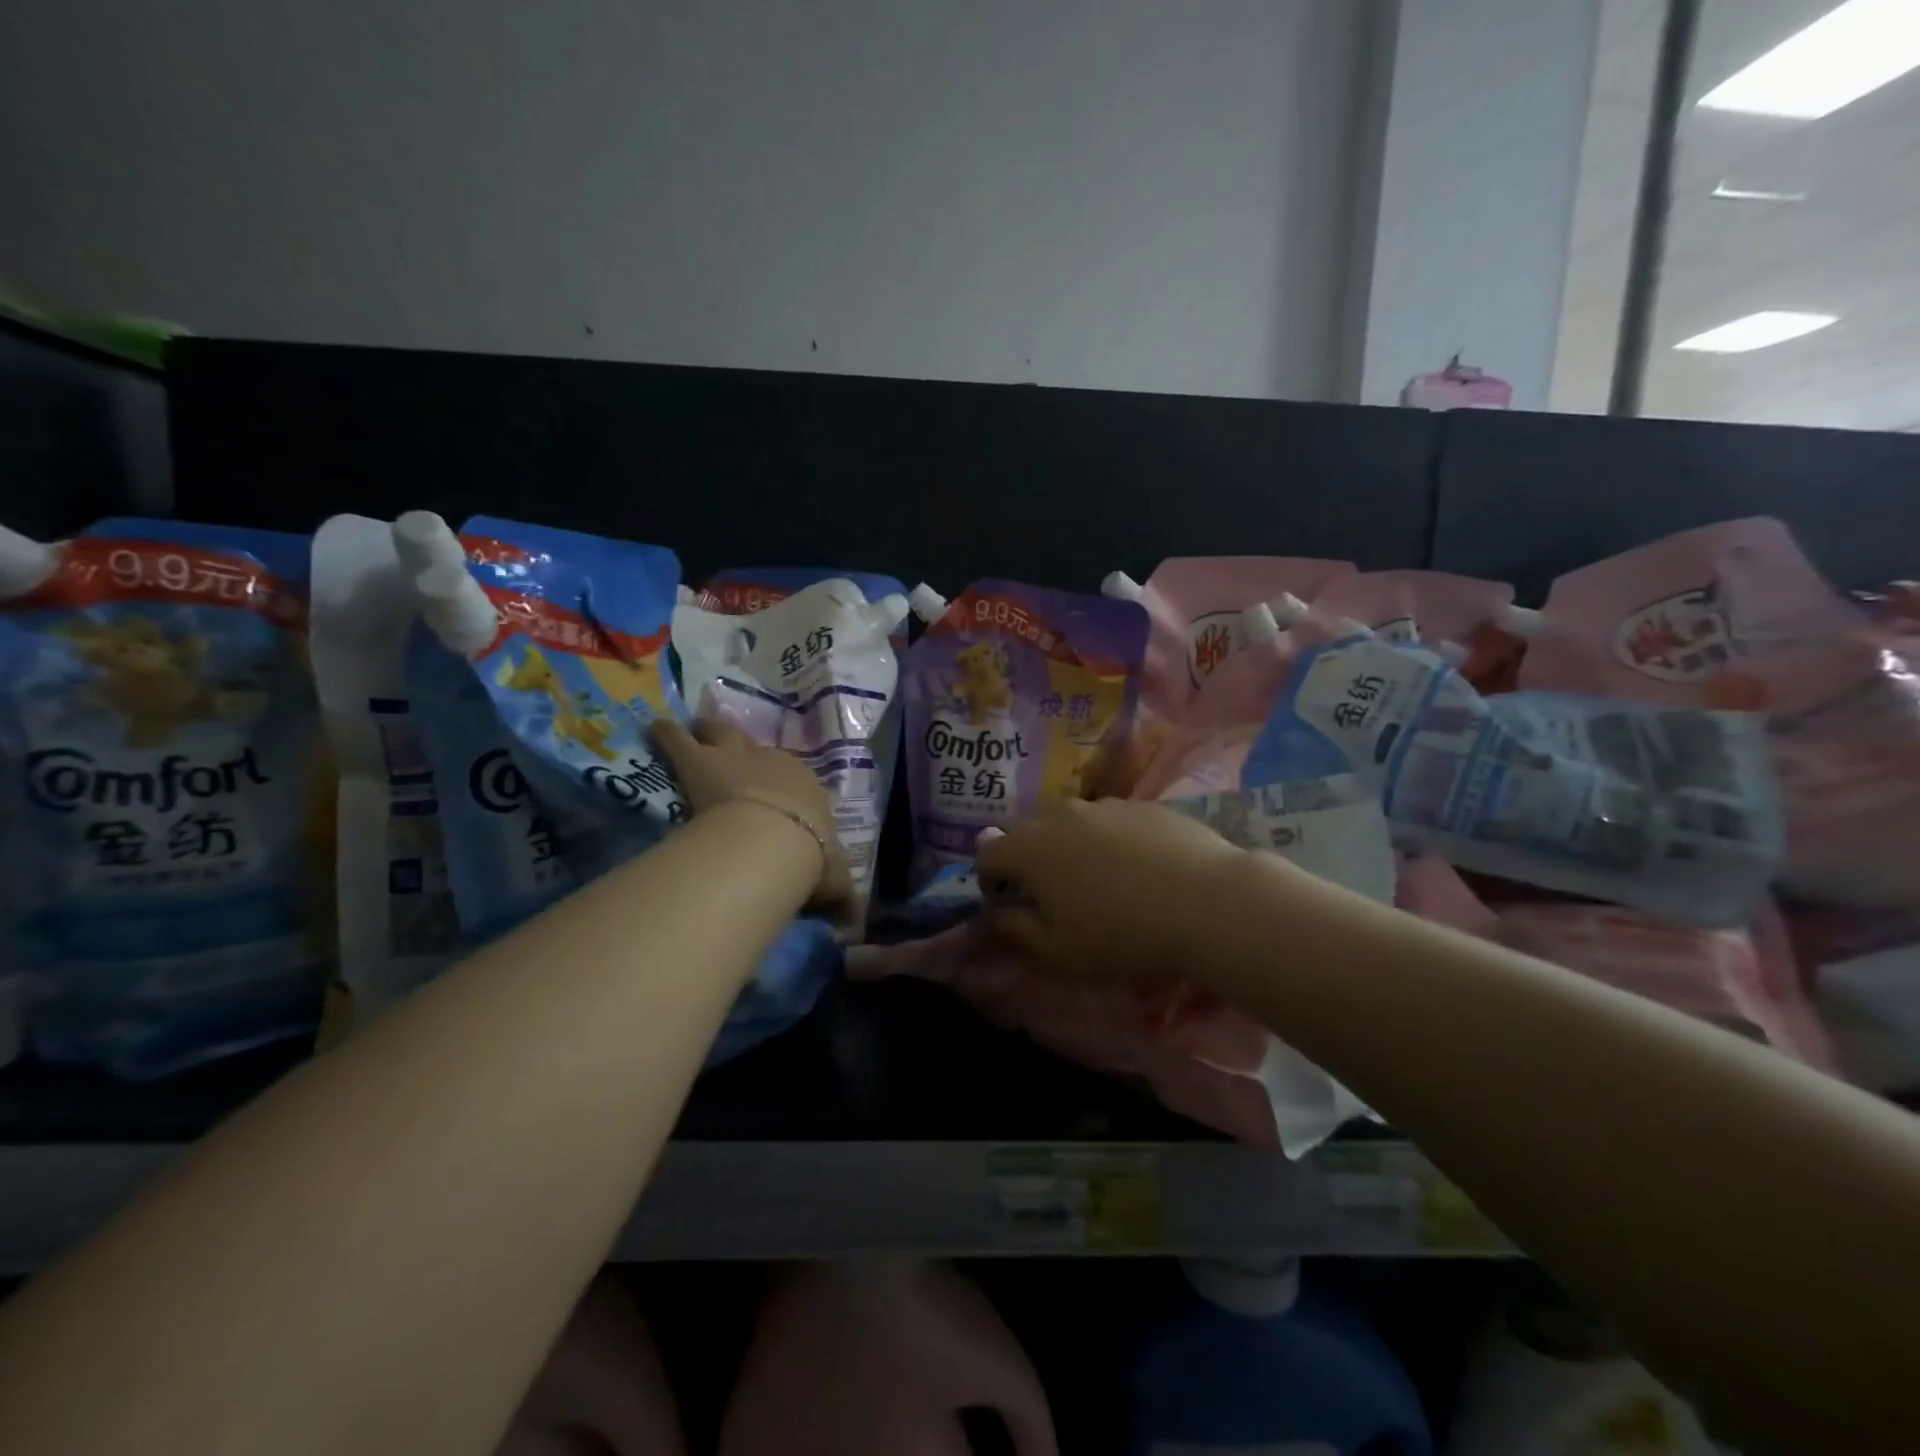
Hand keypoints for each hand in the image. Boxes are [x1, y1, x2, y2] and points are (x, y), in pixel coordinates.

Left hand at [652, 716, 855, 917]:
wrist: (773, 841)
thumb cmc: (808, 858)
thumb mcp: (834, 882)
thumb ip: (842, 899)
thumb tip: (856, 925)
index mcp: (806, 787)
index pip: (794, 779)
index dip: (779, 782)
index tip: (772, 790)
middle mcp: (774, 763)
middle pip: (755, 745)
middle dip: (741, 746)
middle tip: (727, 749)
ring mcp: (736, 757)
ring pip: (721, 732)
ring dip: (708, 731)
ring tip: (692, 729)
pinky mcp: (700, 761)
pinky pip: (679, 738)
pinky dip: (667, 734)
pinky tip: (658, 729)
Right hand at [975, 798, 1248, 982]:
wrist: (1206, 902)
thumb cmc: (1120, 935)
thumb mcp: (1057, 952)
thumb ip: (1015, 931)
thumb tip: (996, 915)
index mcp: (1030, 848)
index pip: (988, 853)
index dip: (989, 880)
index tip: (1007, 904)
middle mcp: (1060, 815)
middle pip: (1027, 831)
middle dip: (1027, 859)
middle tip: (1050, 894)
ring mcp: (1105, 805)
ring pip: (1070, 822)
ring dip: (1069, 847)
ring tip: (1097, 881)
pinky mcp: (1143, 805)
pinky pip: (1111, 821)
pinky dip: (1110, 841)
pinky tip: (1138, 870)